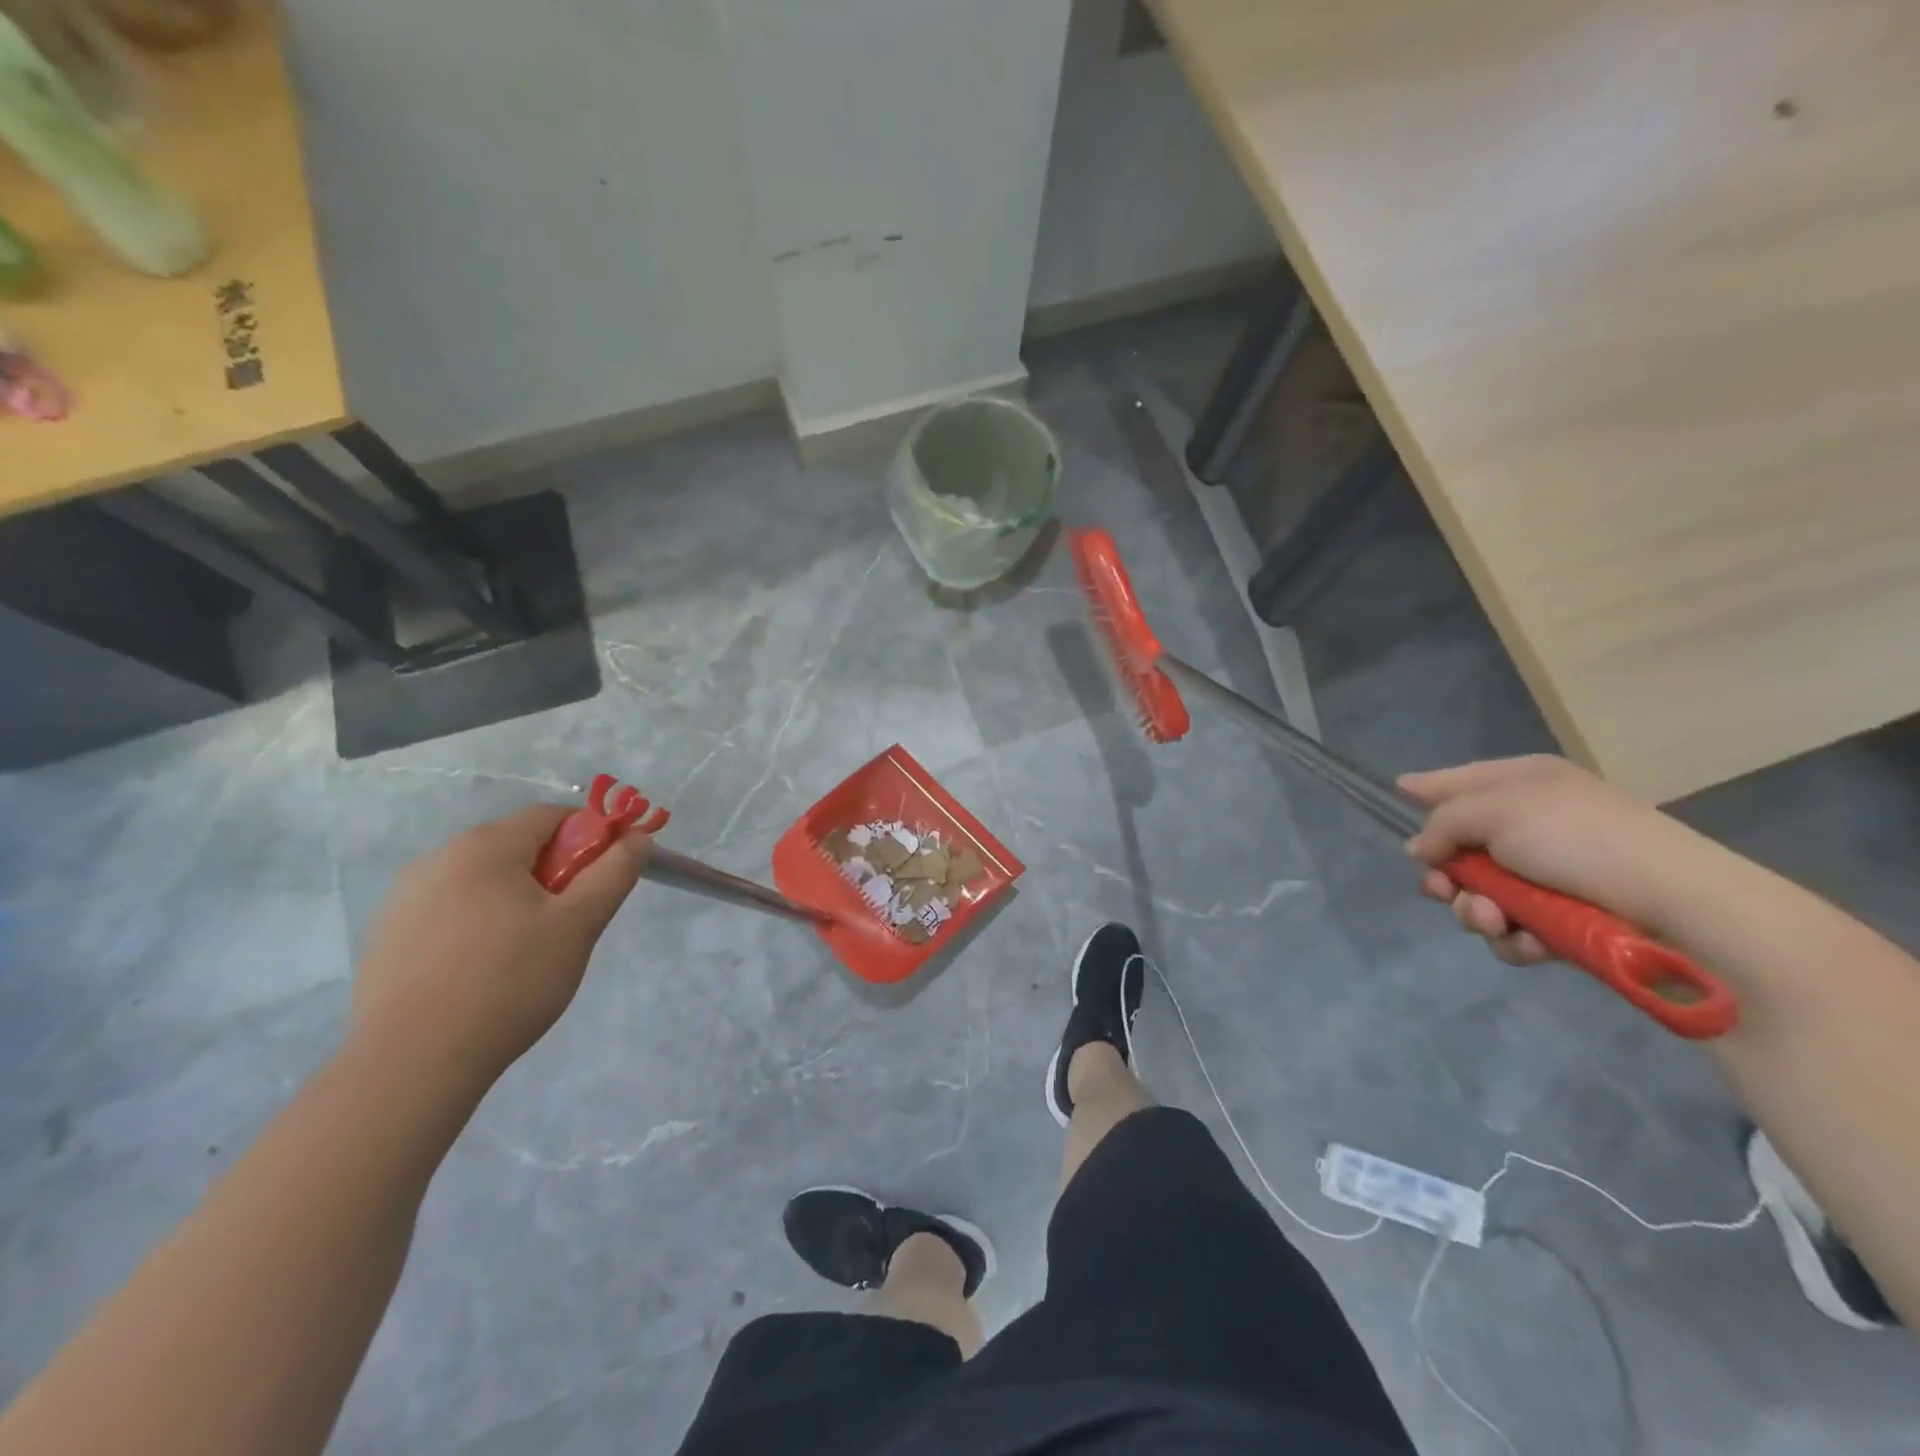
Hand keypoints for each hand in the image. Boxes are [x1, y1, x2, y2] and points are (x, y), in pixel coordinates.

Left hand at [350, 805, 648, 1090]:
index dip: (591, 837)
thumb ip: (614, 872)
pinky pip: (451, 912)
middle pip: (517, 846)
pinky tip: (484, 973)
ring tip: (527, 954)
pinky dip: (479, 926)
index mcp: (485, 847)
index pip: (552, 816)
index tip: (604, 879)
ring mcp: (405, 899)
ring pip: (484, 882)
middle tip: (570, 923)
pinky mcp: (388, 938)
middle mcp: (439, 859)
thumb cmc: (508, 981)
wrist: (411, 1064)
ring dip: (517, 900)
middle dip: (554, 873)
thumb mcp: (579, 924)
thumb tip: (636, 838)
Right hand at [1399, 756, 1723, 966]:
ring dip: (1477, 912)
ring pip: (1480, 895)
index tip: (1396, 797)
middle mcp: (1533, 824)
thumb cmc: (1581, 840)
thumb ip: (1443, 823)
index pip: (1457, 780)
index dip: (1425, 790)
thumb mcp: (1496, 811)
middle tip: (1446, 891)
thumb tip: (1421, 849)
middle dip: (1446, 876)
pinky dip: (1514, 939)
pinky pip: (1514, 929)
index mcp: (1523, 784)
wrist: (1681, 908)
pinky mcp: (1565, 920)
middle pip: (1458, 848)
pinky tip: (1530, 942)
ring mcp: (1549, 875)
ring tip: (1496, 921)